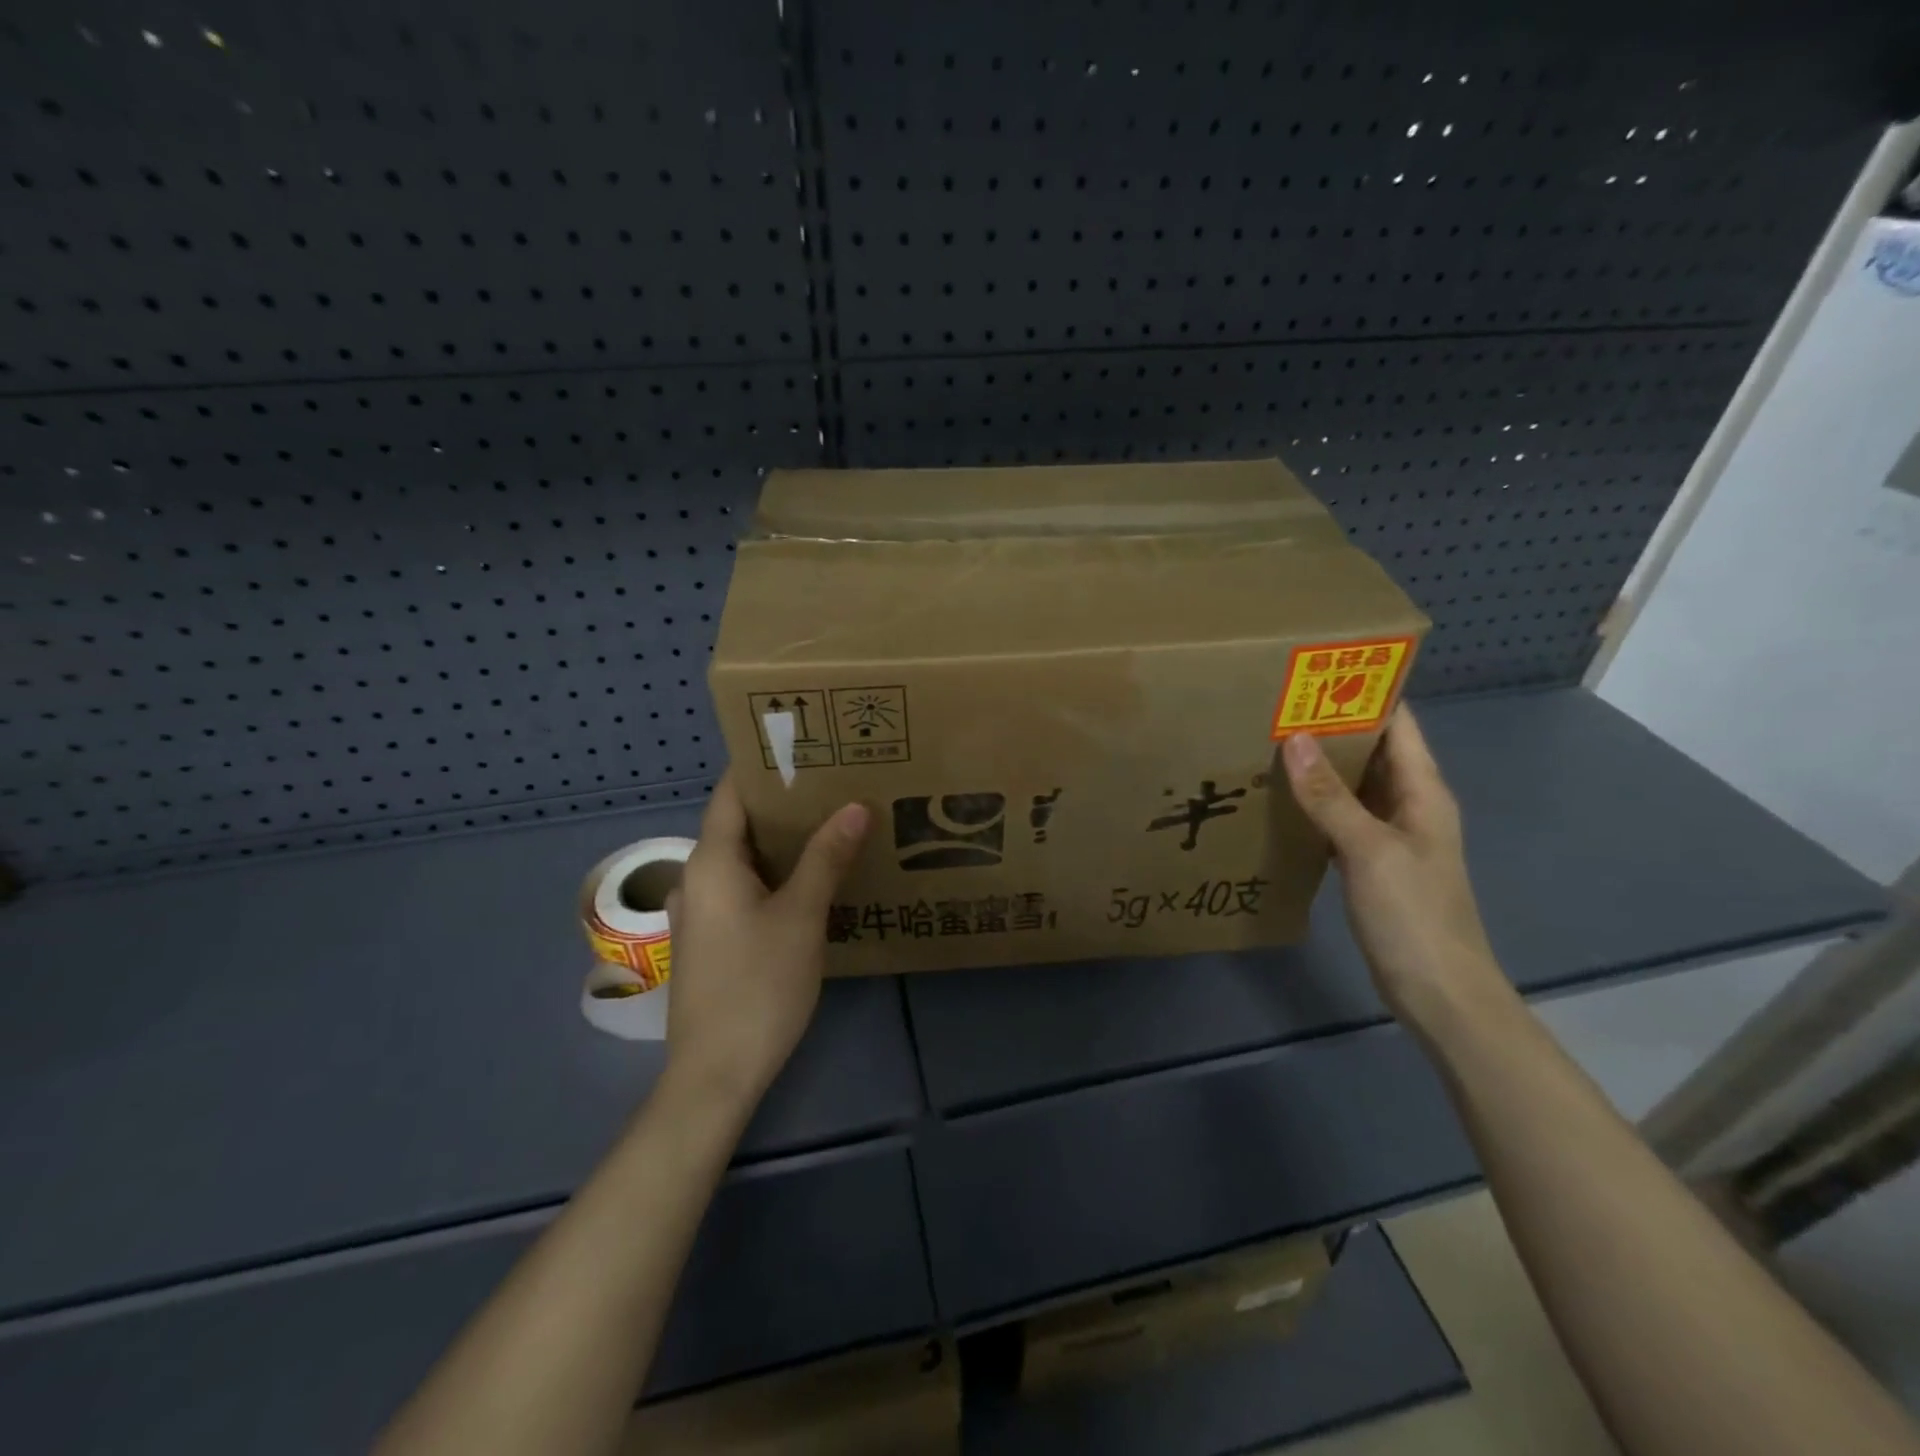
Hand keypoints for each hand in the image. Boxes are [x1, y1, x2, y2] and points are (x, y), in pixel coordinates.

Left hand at [663, 773, 870, 1113]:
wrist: (716, 1073)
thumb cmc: (758, 985)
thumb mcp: (802, 915)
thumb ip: (826, 857)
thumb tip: (855, 806)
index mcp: (710, 861)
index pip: (732, 792)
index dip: (763, 766)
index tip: (806, 748)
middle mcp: (695, 878)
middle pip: (738, 824)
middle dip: (783, 804)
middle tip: (833, 785)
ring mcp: (699, 913)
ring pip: (742, 860)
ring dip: (780, 842)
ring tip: (829, 825)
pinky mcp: (710, 941)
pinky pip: (742, 889)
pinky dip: (772, 874)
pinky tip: (809, 882)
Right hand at [1282, 706, 1505, 1028]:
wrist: (1438, 991)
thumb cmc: (1414, 914)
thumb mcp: (1368, 850)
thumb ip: (1329, 795)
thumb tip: (1294, 738)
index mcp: (1423, 790)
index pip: (1398, 723)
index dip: (1367, 691)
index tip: (1318, 668)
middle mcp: (1409, 803)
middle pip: (1373, 749)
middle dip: (1332, 722)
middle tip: (1276, 701)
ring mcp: (1390, 834)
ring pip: (1353, 783)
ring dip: (1321, 762)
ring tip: (1269, 737)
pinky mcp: (1371, 860)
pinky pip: (1341, 815)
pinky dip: (1315, 800)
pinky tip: (1280, 795)